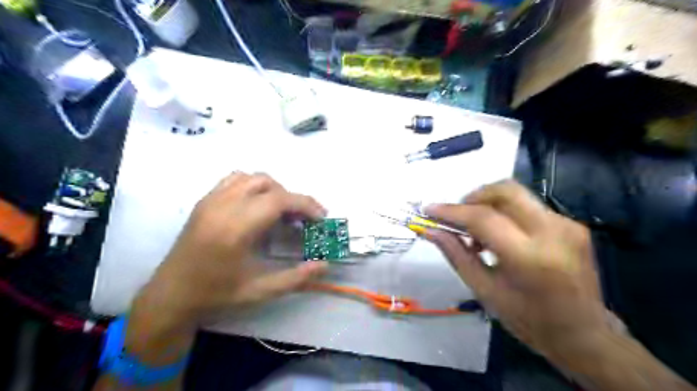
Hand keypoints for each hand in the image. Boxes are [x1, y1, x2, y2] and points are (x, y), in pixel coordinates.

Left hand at [133, 172, 330, 329]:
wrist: (171, 294)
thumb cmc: (216, 294)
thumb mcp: (260, 291)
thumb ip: (295, 278)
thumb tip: (324, 265)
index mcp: (236, 228)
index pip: (279, 200)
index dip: (305, 204)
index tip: (320, 217)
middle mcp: (223, 206)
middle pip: (269, 185)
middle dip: (292, 199)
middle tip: (302, 220)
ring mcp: (211, 200)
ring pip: (253, 178)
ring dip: (274, 190)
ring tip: (281, 212)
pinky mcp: (205, 200)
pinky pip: (235, 179)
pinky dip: (254, 186)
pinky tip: (257, 206)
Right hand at [425, 180, 611, 360]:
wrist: (585, 334)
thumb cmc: (528, 319)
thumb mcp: (484, 290)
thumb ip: (456, 254)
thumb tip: (430, 231)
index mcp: (529, 257)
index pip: (483, 218)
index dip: (452, 211)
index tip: (429, 210)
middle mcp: (552, 233)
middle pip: (505, 191)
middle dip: (474, 197)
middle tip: (458, 217)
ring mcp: (567, 225)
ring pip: (517, 196)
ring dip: (489, 205)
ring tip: (478, 233)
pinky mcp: (572, 224)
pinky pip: (529, 207)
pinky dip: (507, 214)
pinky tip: (502, 237)